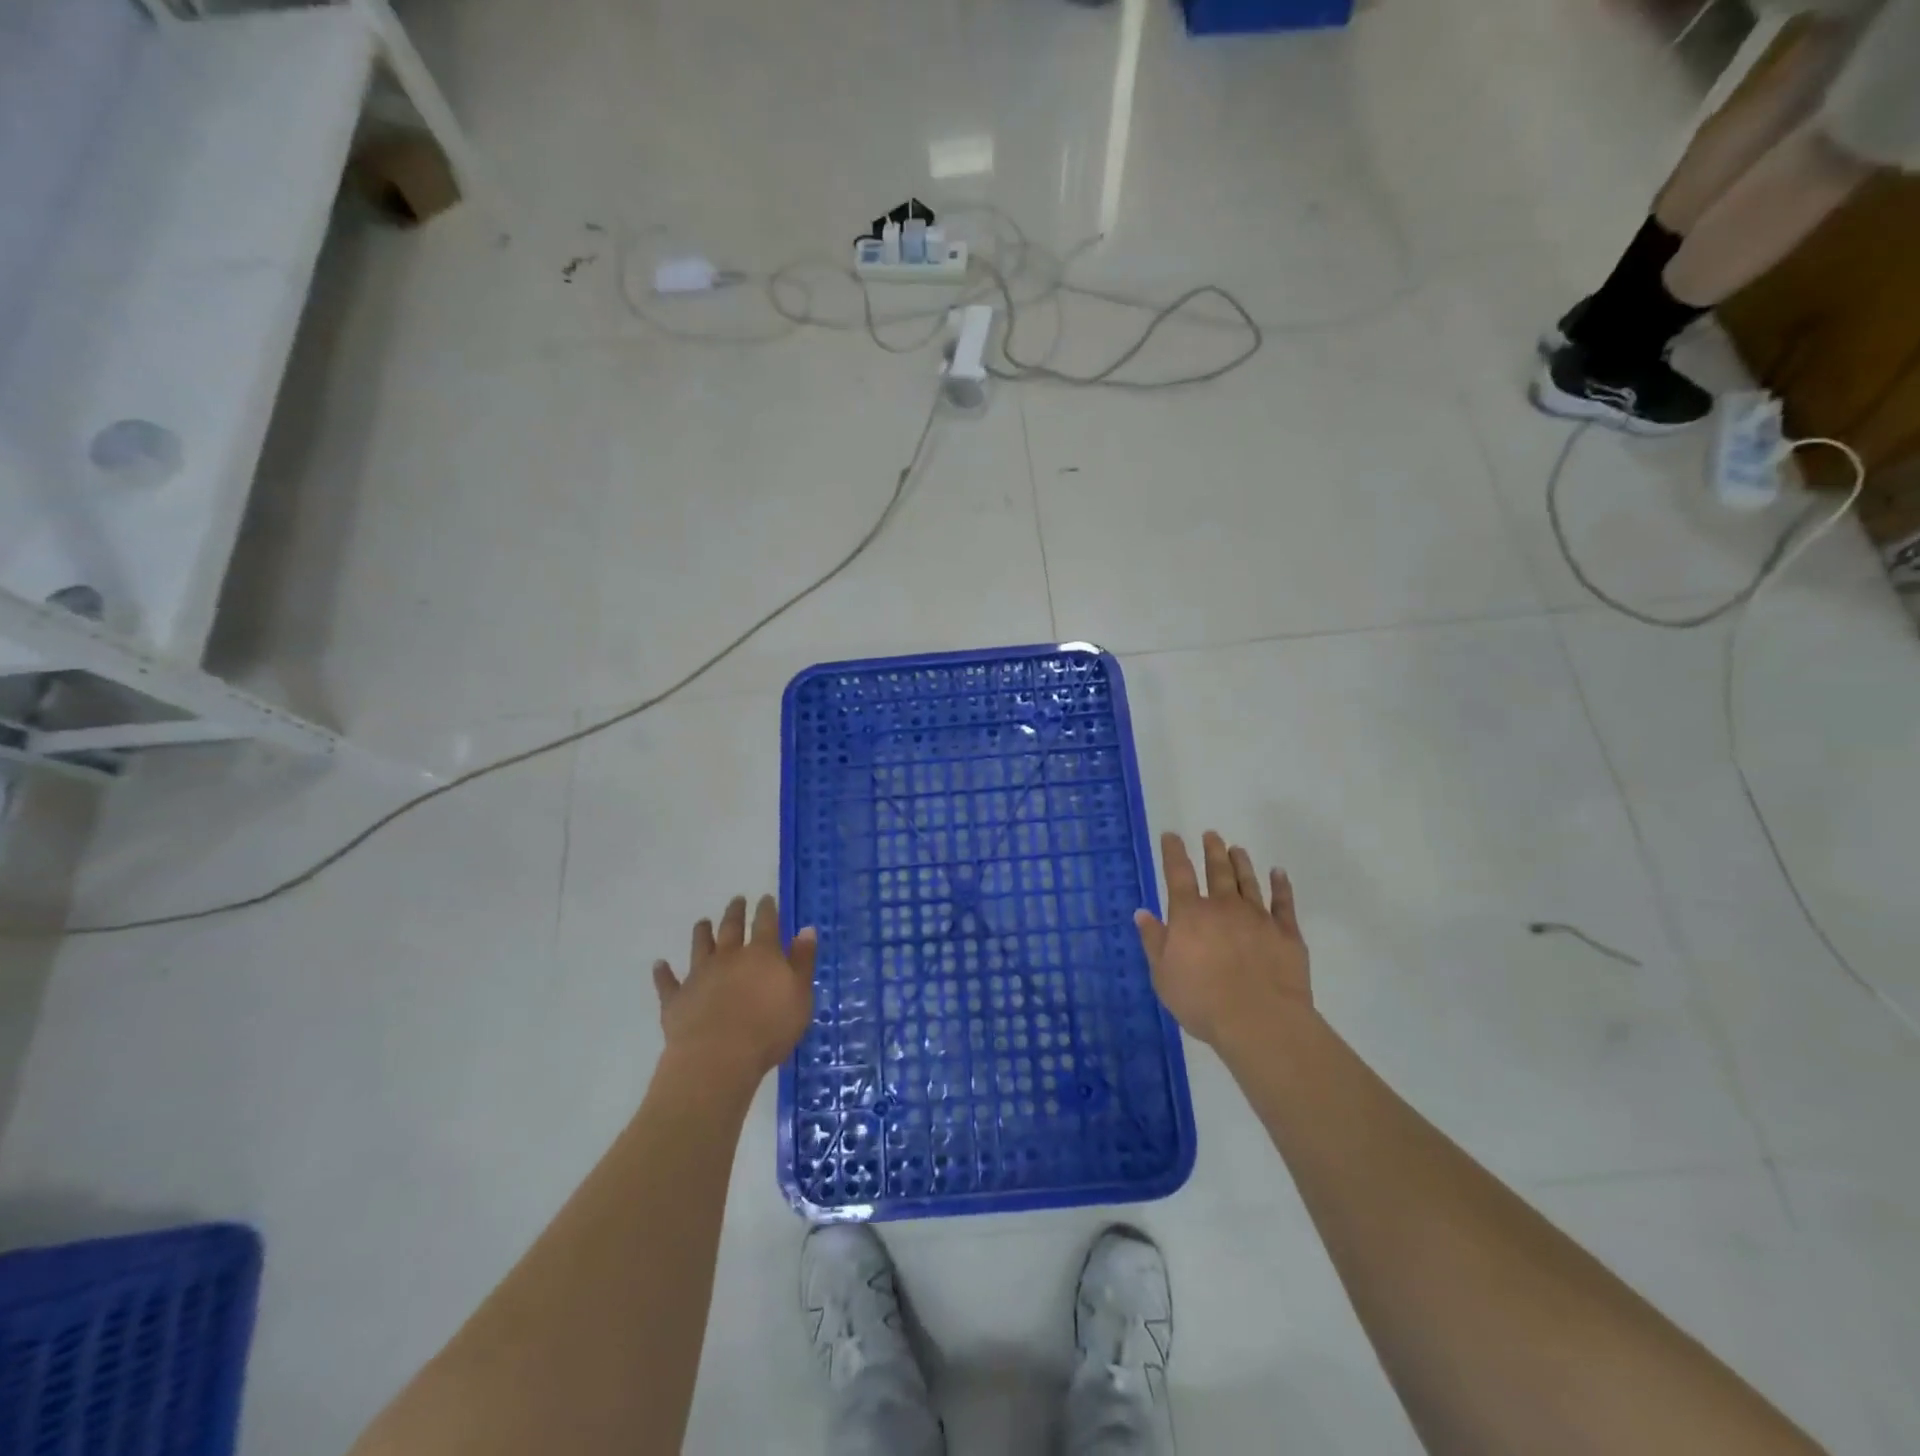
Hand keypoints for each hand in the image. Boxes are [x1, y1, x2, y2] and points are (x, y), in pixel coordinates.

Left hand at [652, 895, 816, 1082]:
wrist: (718, 1057)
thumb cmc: (769, 1028)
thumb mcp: (800, 995)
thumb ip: (803, 962)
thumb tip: (806, 929)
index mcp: (761, 954)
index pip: (766, 923)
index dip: (767, 909)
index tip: (766, 898)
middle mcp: (728, 957)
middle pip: (731, 928)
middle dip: (735, 913)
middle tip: (736, 900)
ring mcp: (699, 976)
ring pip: (700, 947)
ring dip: (702, 933)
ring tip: (702, 922)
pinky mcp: (676, 1000)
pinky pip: (668, 982)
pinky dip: (663, 973)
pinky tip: (659, 965)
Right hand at [1135, 830, 1311, 1048]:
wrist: (1260, 1021)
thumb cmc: (1202, 1001)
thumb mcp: (1163, 975)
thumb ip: (1154, 942)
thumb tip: (1143, 913)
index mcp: (1190, 914)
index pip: (1178, 873)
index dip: (1174, 851)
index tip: (1172, 835)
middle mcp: (1223, 906)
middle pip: (1217, 870)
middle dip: (1212, 850)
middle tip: (1211, 834)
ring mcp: (1258, 917)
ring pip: (1248, 881)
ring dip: (1241, 863)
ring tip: (1237, 848)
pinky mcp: (1286, 933)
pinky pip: (1283, 902)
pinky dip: (1281, 885)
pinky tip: (1278, 874)